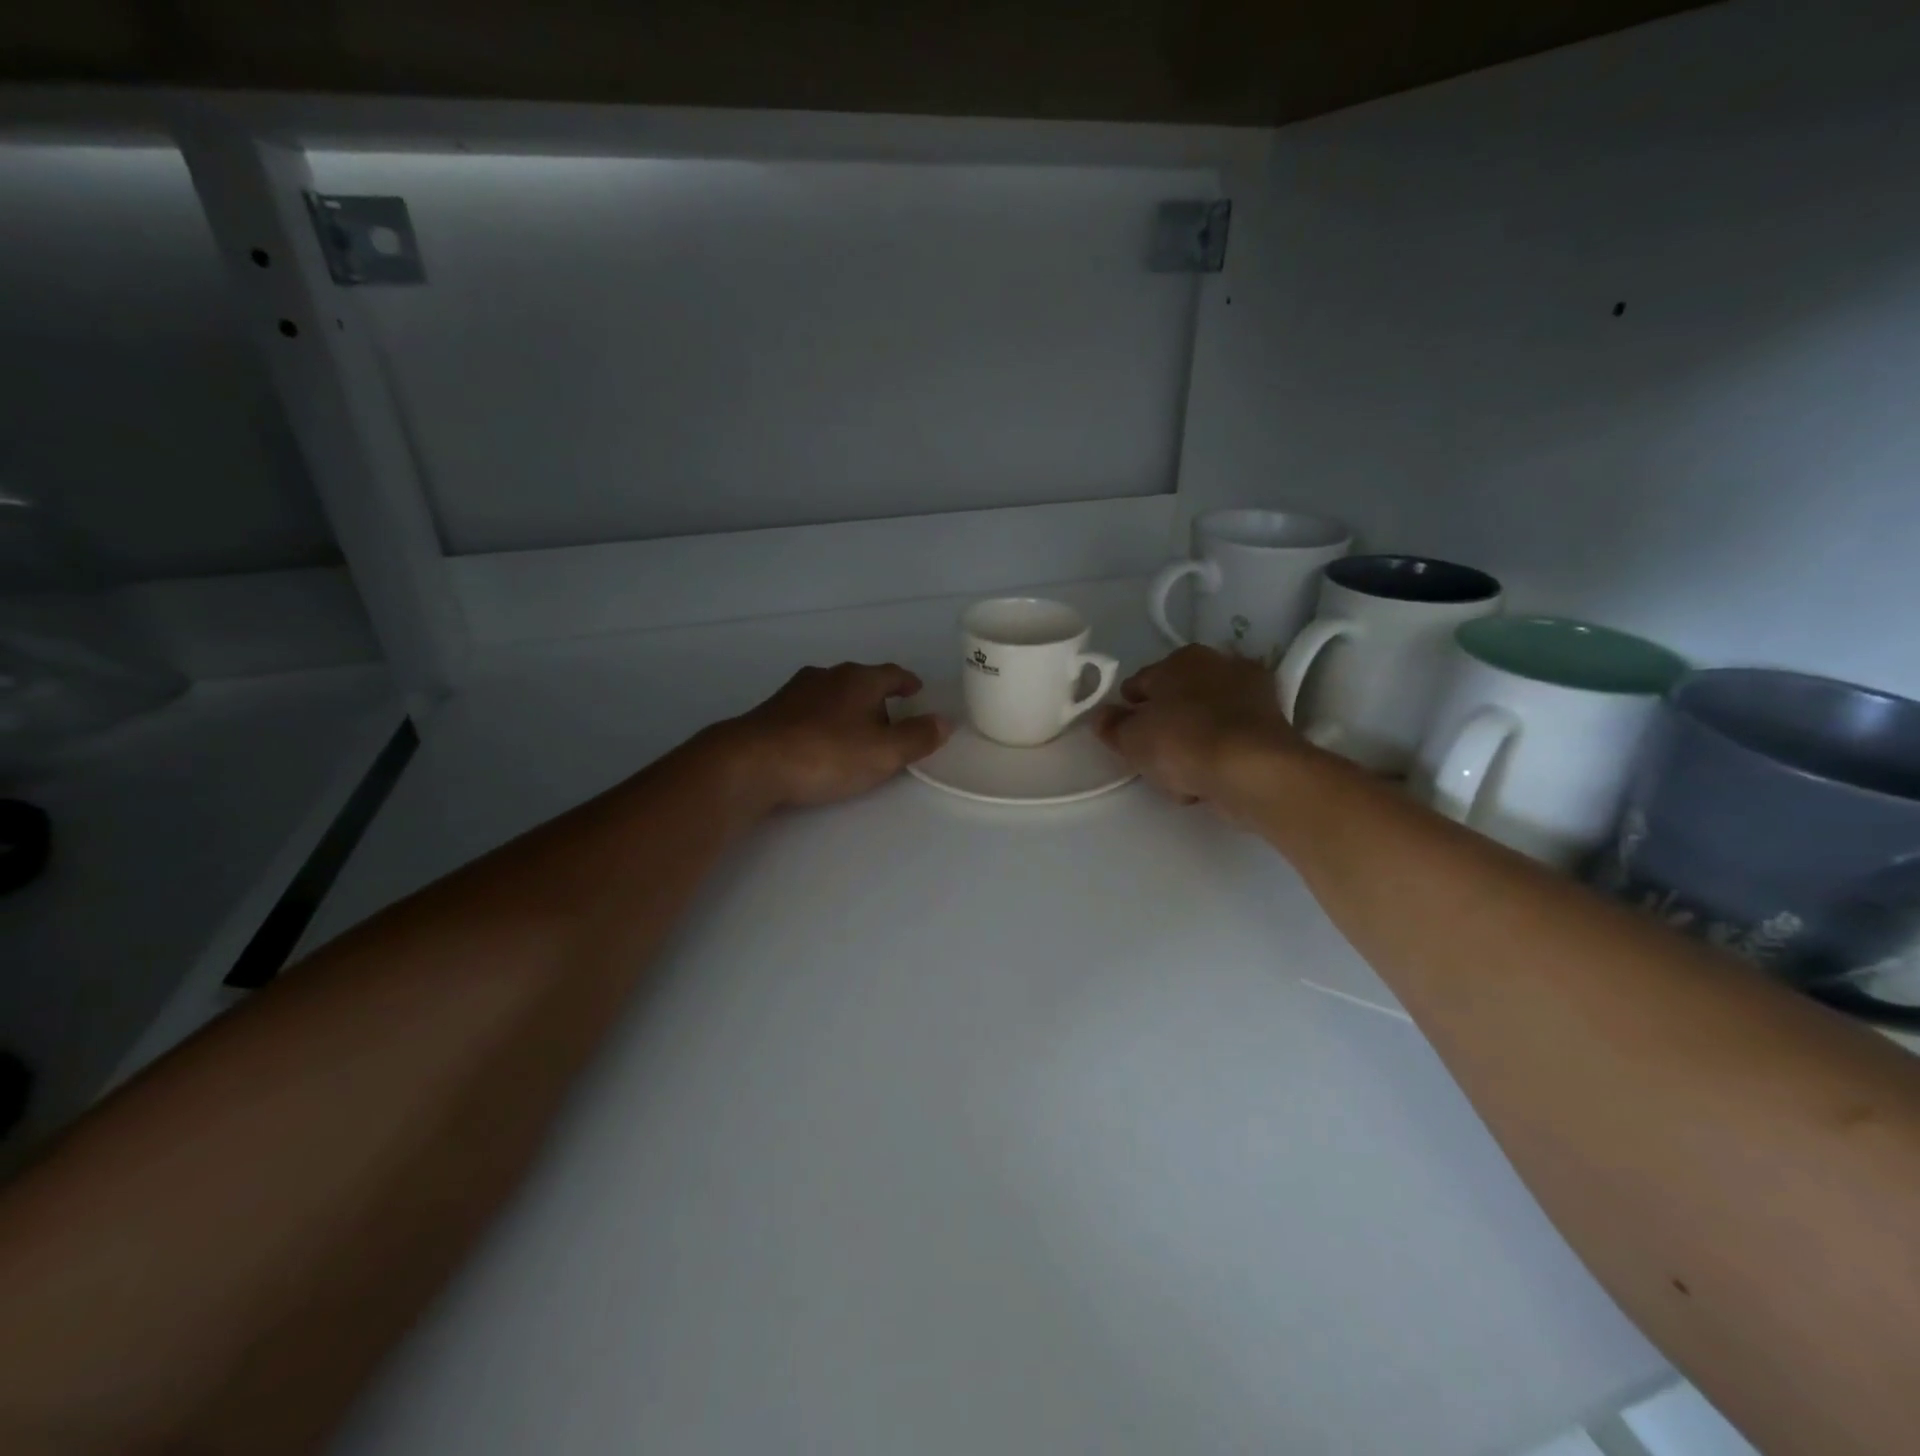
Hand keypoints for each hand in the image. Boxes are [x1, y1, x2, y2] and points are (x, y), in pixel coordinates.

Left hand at [712, 662, 949, 812]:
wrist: (752, 763)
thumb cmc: (827, 754)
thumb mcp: (884, 753)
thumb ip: (917, 737)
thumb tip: (944, 721)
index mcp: (859, 679)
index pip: (892, 674)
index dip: (907, 682)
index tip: (916, 691)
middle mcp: (827, 676)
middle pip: (861, 681)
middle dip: (877, 698)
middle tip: (891, 719)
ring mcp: (795, 692)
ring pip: (832, 694)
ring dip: (847, 708)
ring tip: (856, 731)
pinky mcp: (772, 712)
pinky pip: (809, 710)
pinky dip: (822, 720)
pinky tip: (820, 741)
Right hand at [1094, 646, 1308, 814]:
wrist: (1252, 770)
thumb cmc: (1182, 742)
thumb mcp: (1131, 738)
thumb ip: (1111, 727)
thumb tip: (1101, 716)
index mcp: (1181, 658)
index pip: (1140, 682)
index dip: (1128, 710)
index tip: (1124, 735)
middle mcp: (1219, 664)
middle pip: (1176, 700)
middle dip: (1164, 725)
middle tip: (1152, 757)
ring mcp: (1251, 693)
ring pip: (1203, 723)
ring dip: (1192, 744)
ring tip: (1181, 776)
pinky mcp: (1273, 726)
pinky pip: (1228, 742)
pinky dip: (1218, 756)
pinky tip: (1208, 779)